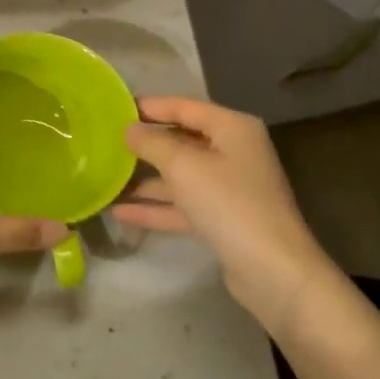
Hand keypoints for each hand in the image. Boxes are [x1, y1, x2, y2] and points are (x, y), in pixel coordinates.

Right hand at [113, 97, 329, 323]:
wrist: (274, 272)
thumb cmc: (229, 203)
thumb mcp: (183, 166)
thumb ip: (152, 143)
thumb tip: (129, 129)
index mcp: (232, 128)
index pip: (184, 106)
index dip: (150, 106)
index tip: (115, 107)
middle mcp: (233, 152)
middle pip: (182, 140)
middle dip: (145, 144)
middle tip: (106, 141)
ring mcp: (229, 188)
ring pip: (180, 175)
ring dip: (146, 179)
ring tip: (106, 177)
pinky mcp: (223, 220)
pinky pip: (183, 205)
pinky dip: (156, 207)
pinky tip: (120, 212)